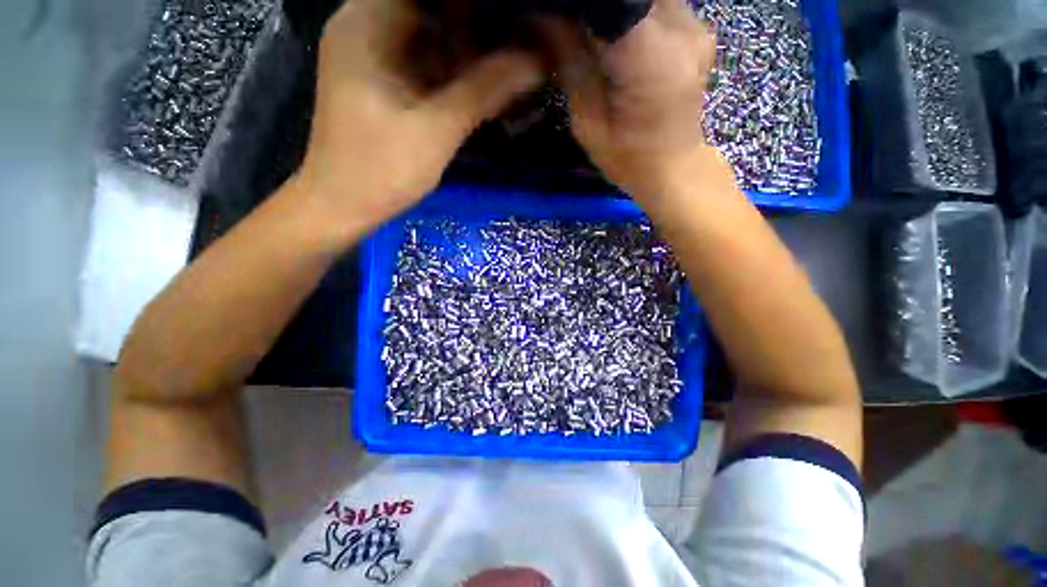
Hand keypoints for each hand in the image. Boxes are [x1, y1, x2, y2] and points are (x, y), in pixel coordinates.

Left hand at [296, 0, 541, 230]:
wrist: (341, 205)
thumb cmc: (381, 170)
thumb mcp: (437, 130)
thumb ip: (483, 91)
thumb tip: (533, 64)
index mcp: (367, 22)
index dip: (473, 6)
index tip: (511, 19)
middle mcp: (363, 25)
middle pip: (429, 7)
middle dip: (474, 25)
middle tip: (514, 45)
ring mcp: (368, 53)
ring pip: (426, 33)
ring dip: (464, 49)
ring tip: (503, 66)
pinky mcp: (377, 79)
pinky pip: (419, 59)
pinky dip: (448, 70)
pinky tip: (476, 85)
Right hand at [546, 0, 718, 197]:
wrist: (673, 170)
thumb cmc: (628, 159)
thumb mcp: (588, 123)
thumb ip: (570, 64)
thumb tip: (544, 17)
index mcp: (649, 58)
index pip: (610, 2)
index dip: (578, 5)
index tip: (557, 18)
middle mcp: (681, 29)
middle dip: (595, 7)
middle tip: (572, 30)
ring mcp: (696, 25)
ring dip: (616, 9)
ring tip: (595, 40)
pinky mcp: (699, 29)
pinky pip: (658, 5)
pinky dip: (633, 14)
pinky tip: (620, 41)